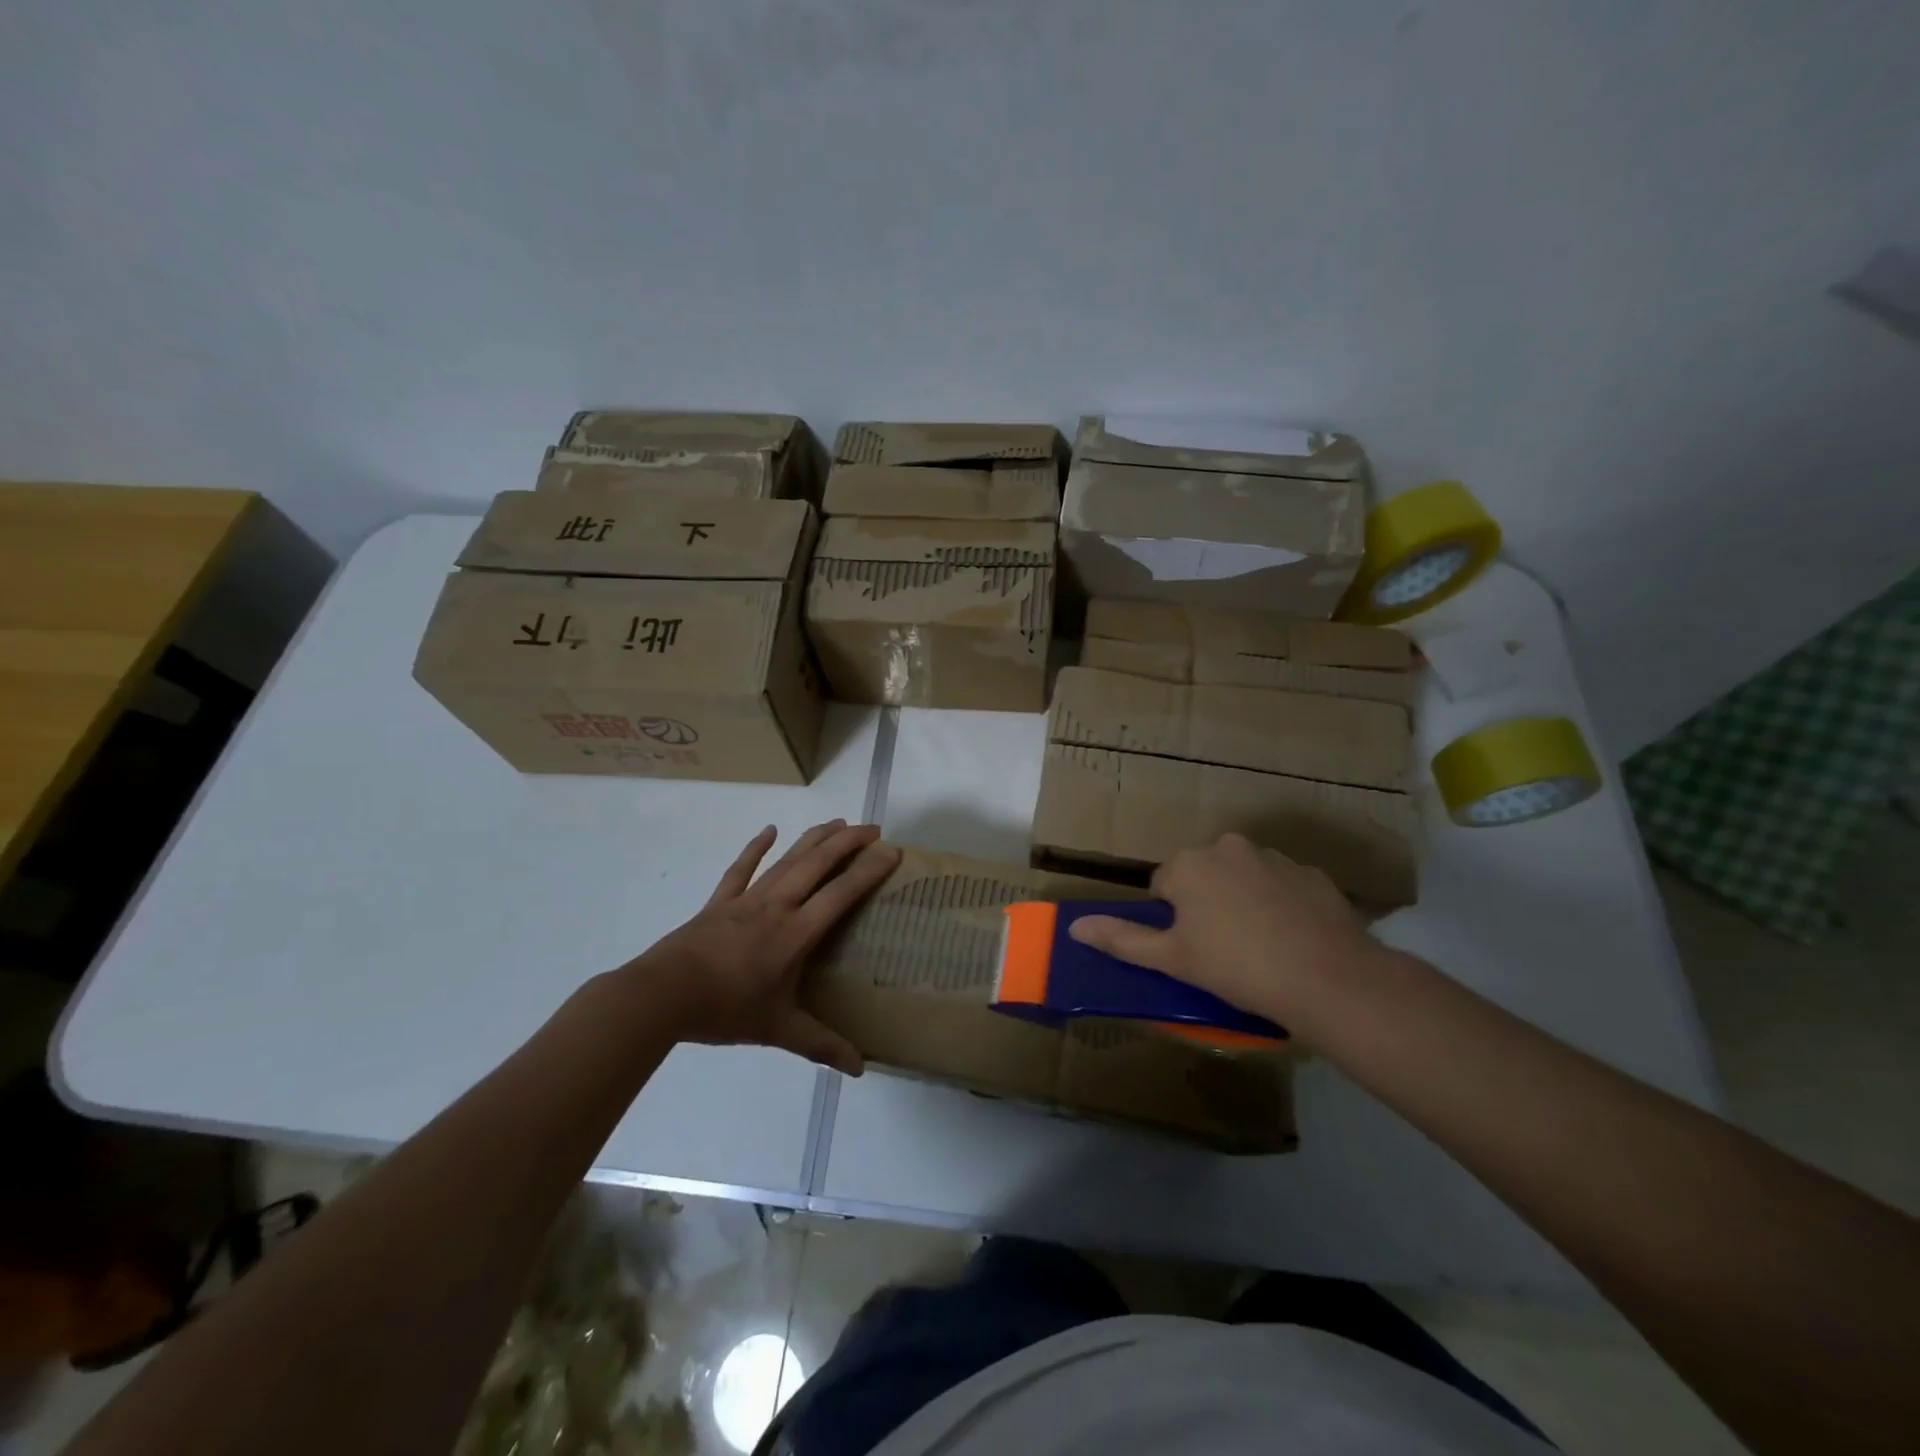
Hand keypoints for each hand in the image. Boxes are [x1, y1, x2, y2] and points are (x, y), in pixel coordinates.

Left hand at [627, 820, 899, 1074]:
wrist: (662, 996)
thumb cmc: (724, 1010)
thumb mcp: (777, 1030)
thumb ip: (820, 1044)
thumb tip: (860, 1069)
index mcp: (796, 933)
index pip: (841, 893)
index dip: (869, 870)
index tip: (893, 851)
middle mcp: (777, 906)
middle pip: (817, 863)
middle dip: (848, 842)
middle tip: (873, 829)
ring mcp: (747, 899)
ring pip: (787, 860)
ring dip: (814, 838)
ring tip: (838, 823)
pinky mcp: (720, 902)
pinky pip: (741, 869)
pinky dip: (756, 848)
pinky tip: (769, 830)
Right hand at [1067, 833, 1380, 1028]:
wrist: (1329, 979)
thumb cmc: (1236, 967)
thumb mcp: (1172, 959)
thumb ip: (1121, 939)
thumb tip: (1074, 927)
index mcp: (1189, 864)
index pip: (1163, 885)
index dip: (1172, 920)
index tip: (1191, 949)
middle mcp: (1228, 847)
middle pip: (1202, 875)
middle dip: (1206, 904)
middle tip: (1221, 950)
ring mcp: (1275, 857)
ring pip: (1243, 878)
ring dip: (1242, 901)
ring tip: (1260, 948)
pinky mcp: (1312, 874)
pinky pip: (1282, 887)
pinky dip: (1280, 906)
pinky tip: (1292, 940)